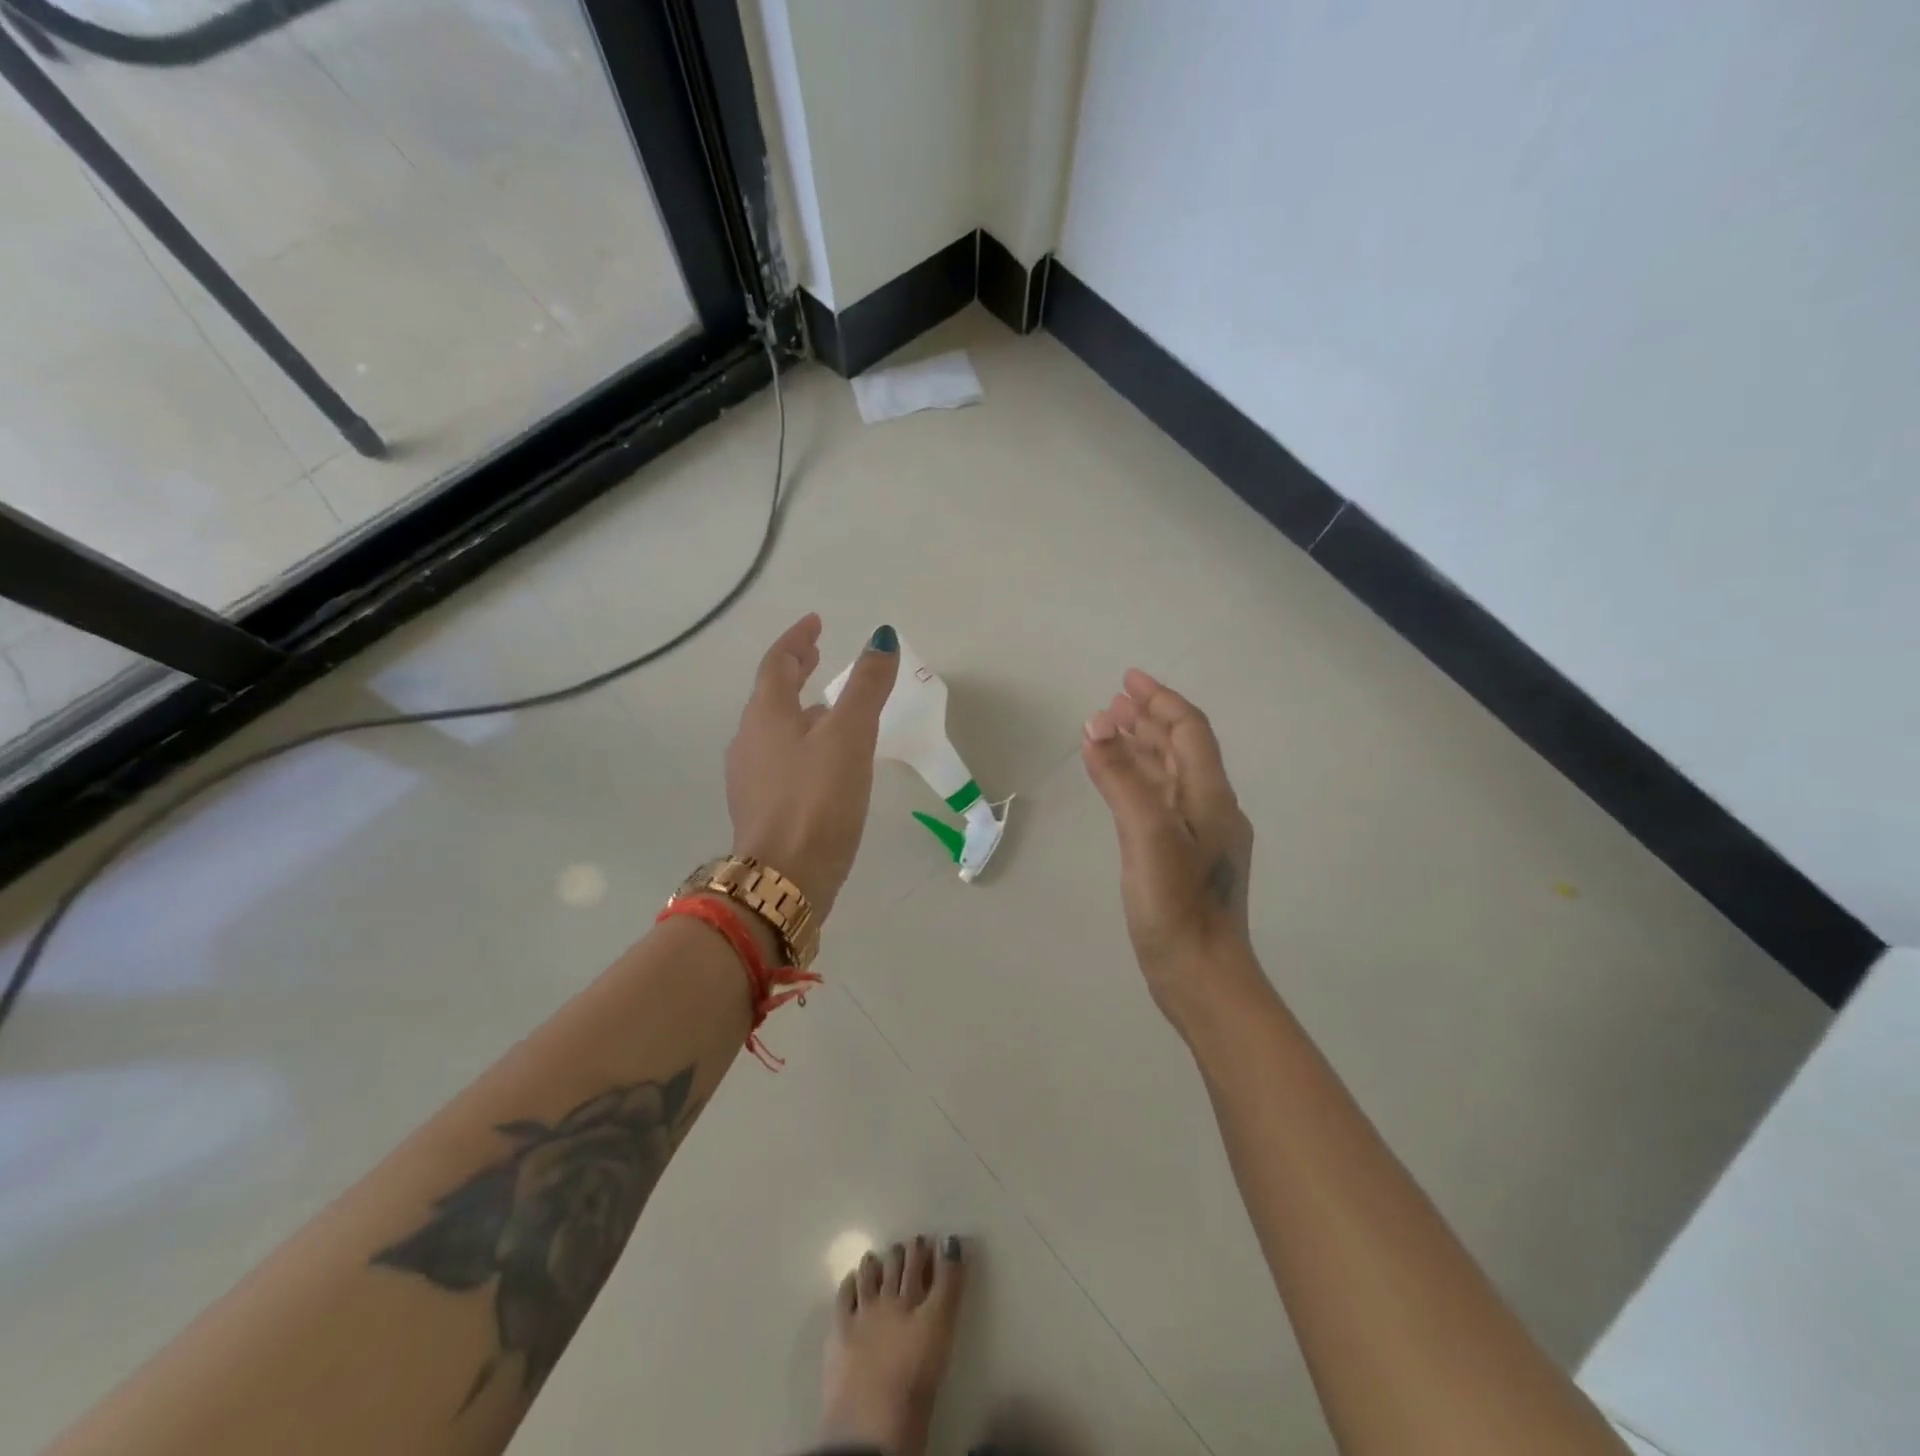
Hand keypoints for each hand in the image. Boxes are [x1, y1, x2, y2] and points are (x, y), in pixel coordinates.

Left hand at [725, 615, 899, 919]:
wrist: (785, 878)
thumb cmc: (817, 799)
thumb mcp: (850, 735)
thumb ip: (867, 686)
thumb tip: (882, 638)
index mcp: (766, 715)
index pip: (777, 662)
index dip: (798, 639)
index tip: (816, 622)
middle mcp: (749, 741)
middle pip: (771, 694)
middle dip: (795, 671)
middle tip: (817, 654)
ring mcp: (750, 777)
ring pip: (775, 729)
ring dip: (799, 709)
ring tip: (828, 707)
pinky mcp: (761, 809)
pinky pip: (779, 759)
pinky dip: (800, 744)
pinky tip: (823, 762)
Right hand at [1081, 669, 1257, 1027]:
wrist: (1202, 977)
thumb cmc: (1177, 906)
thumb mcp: (1146, 835)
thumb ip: (1121, 778)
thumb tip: (1096, 722)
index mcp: (1211, 797)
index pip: (1189, 731)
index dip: (1160, 700)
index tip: (1127, 679)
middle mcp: (1211, 809)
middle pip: (1182, 749)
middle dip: (1149, 720)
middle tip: (1114, 702)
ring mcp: (1199, 837)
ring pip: (1170, 776)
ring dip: (1142, 749)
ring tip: (1111, 731)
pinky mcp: (1183, 860)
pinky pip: (1160, 802)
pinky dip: (1138, 782)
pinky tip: (1120, 785)